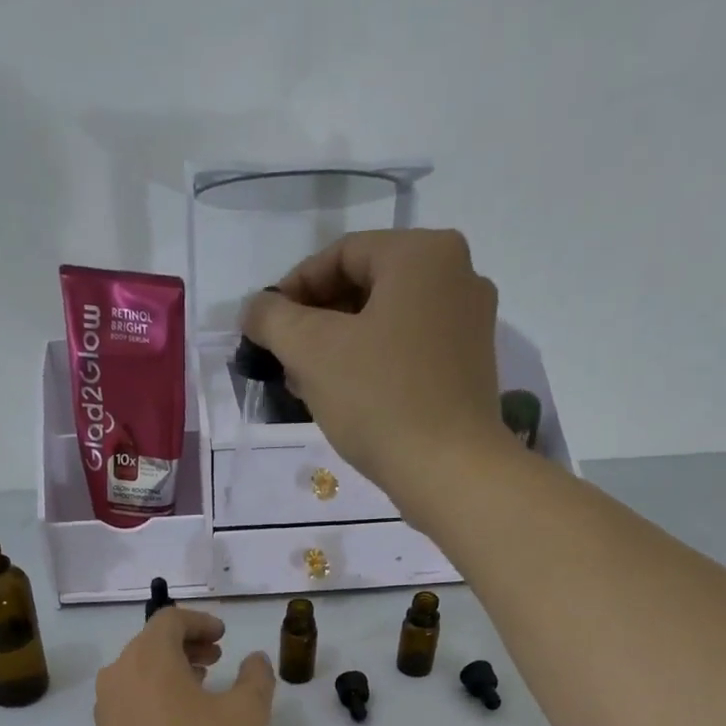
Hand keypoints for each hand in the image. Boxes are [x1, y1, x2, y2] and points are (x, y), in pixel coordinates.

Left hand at [95, 608, 275, 725]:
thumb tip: (254, 660)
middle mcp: (118, 673)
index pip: (170, 620)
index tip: (224, 636)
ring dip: (170, 668)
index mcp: (148, 657)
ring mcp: (106, 705)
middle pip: (151, 642)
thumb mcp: (247, 715)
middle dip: (186, 644)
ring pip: (138, 669)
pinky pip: (130, 696)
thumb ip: (256, 677)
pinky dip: (154, 692)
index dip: (200, 621)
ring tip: (201, 684)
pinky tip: (178, 716)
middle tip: (217, 657)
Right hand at [242, 230, 505, 515]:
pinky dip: (373, 364)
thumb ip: (273, 319)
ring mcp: (470, 323)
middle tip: (283, 359)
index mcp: (423, 254)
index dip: (293, 288)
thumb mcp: (312, 352)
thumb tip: (255, 308)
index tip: (265, 327)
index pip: (341, 254)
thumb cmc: (380, 400)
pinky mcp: (469, 367)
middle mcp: (457, 275)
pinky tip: (346, 398)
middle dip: (316, 321)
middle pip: (367, 286)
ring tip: (306, 384)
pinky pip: (409, 350)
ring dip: (340, 346)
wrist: (449, 471)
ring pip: (386, 321)